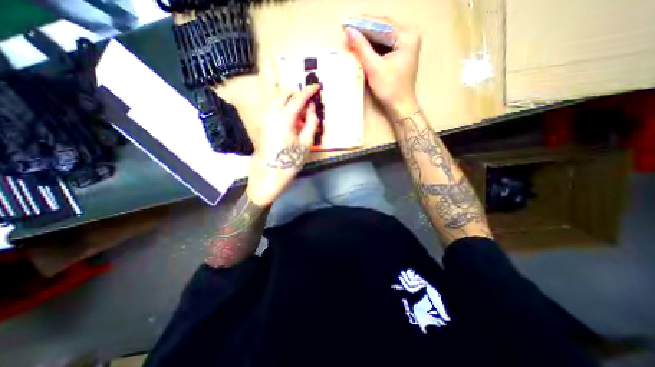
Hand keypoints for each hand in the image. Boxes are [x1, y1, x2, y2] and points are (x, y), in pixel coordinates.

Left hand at [246, 83, 319, 206]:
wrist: (268, 176)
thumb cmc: (289, 162)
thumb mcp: (306, 144)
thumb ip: (311, 124)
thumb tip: (312, 109)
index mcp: (284, 117)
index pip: (298, 97)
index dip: (308, 91)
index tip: (317, 86)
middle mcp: (271, 113)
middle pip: (283, 93)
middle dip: (296, 94)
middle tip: (307, 106)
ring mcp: (263, 118)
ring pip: (275, 99)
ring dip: (288, 101)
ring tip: (299, 116)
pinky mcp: (260, 125)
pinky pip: (271, 108)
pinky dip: (281, 108)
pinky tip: (289, 122)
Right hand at [345, 16, 421, 117]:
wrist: (400, 105)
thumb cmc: (389, 89)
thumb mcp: (374, 68)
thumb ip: (362, 48)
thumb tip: (349, 31)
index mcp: (406, 36)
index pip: (381, 24)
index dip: (362, 23)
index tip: (346, 23)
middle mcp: (409, 34)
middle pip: (383, 27)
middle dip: (364, 29)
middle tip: (347, 29)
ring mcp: (406, 43)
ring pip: (383, 34)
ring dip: (368, 36)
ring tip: (352, 36)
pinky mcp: (402, 51)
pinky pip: (385, 43)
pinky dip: (373, 44)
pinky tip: (363, 45)